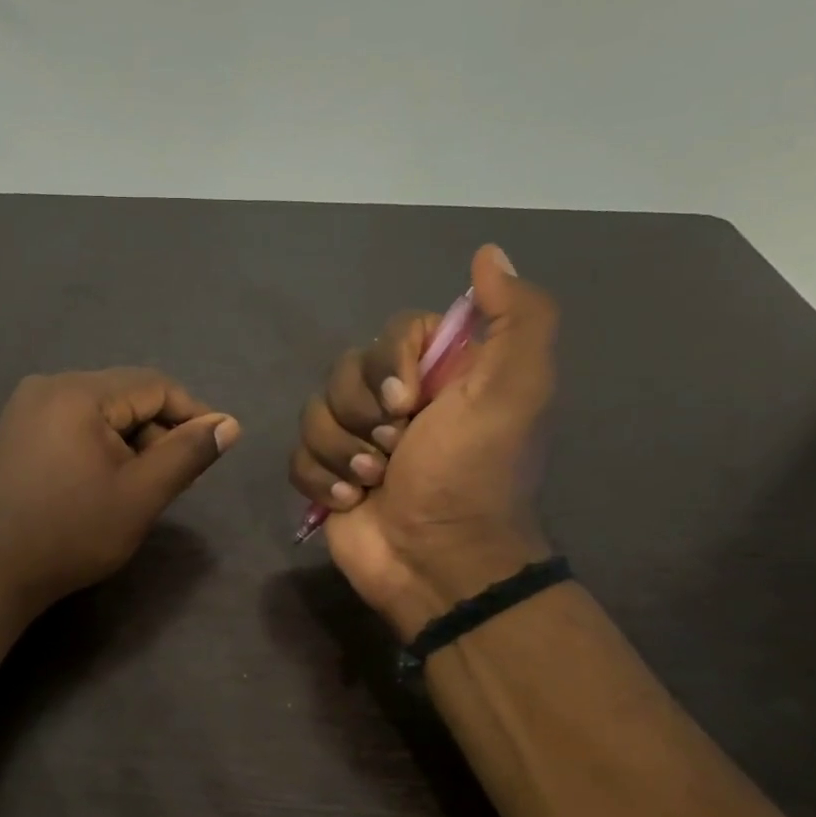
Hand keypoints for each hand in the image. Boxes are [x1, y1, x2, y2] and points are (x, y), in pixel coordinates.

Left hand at [0, 368, 240, 613]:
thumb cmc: (72, 535)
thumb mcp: (140, 496)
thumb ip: (188, 454)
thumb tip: (229, 423)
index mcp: (77, 393)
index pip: (154, 385)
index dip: (192, 413)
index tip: (215, 447)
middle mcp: (48, 385)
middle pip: (125, 394)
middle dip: (158, 430)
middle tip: (174, 477)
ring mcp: (26, 406)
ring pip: (101, 409)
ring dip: (130, 439)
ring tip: (140, 484)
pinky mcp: (16, 429)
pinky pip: (74, 421)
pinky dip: (100, 443)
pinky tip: (105, 479)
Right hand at [289, 244, 557, 637]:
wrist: (437, 562)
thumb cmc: (473, 476)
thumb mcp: (516, 392)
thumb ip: (517, 318)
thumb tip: (488, 254)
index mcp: (441, 375)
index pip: (391, 333)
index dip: (387, 364)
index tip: (408, 402)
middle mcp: (397, 401)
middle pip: (343, 373)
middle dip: (362, 416)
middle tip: (395, 450)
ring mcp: (358, 441)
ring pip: (314, 414)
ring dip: (343, 452)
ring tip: (373, 483)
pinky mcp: (328, 476)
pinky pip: (298, 454)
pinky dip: (320, 478)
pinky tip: (349, 501)